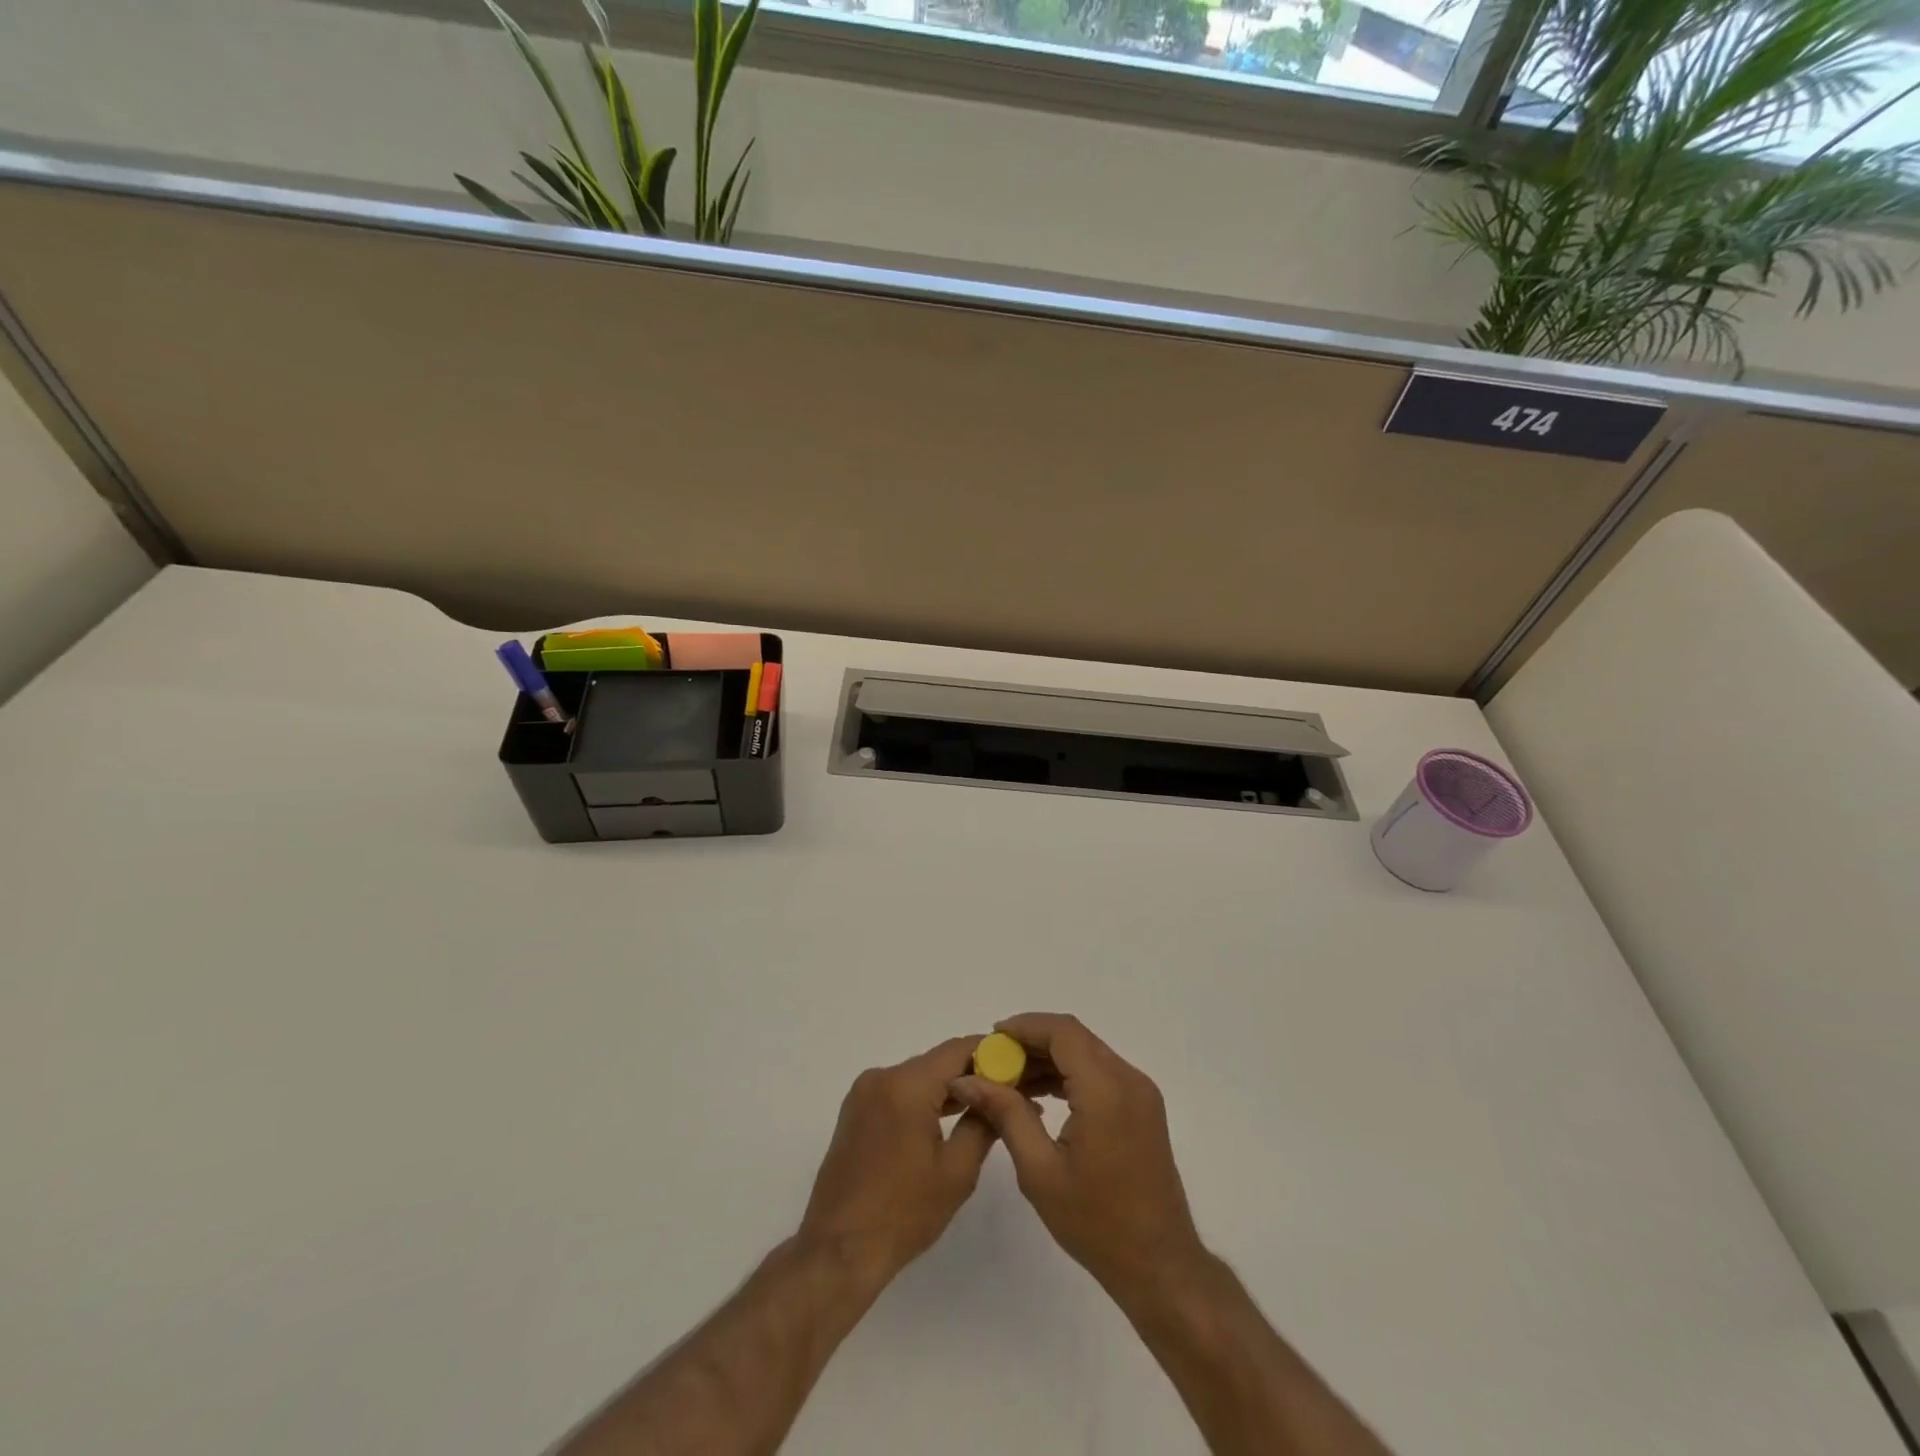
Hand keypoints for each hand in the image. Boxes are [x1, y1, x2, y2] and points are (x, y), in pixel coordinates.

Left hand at [797, 1036, 997, 1292]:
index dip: (991, 1053)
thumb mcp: (956, 1172)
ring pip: (919, 1077)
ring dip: (950, 1088)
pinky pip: (900, 1092)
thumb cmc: (902, 1214)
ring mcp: (864, 1092)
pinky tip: (949, 1118)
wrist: (838, 1250)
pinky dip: (925, 1100)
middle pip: (938, 1062)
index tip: (1020, 1065)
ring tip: (988, 1105)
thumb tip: (1000, 1097)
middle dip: (973, 1073)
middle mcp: (882, 1077)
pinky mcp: (856, 1110)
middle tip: (1010, 1090)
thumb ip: (982, 1124)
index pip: (957, 1050)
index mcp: (906, 1086)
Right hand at [950, 1013, 1203, 1299]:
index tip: (990, 1039)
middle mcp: (1128, 1079)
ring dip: (1050, 1059)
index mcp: (1106, 1090)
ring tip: (1010, 1081)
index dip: (1024, 1027)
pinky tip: (1041, 1096)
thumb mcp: (1039, 1170)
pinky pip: (1101, 1072)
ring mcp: (1140, 1092)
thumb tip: (967, 1079)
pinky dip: (1070, 1074)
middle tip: (994, 1062)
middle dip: (1032, 1042)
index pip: (1062, 1032)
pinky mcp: (1143, 1107)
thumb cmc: (1096, 1223)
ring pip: (1087, 1053)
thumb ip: (1005, 1114)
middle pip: (1075, 1038)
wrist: (1159, 1265)